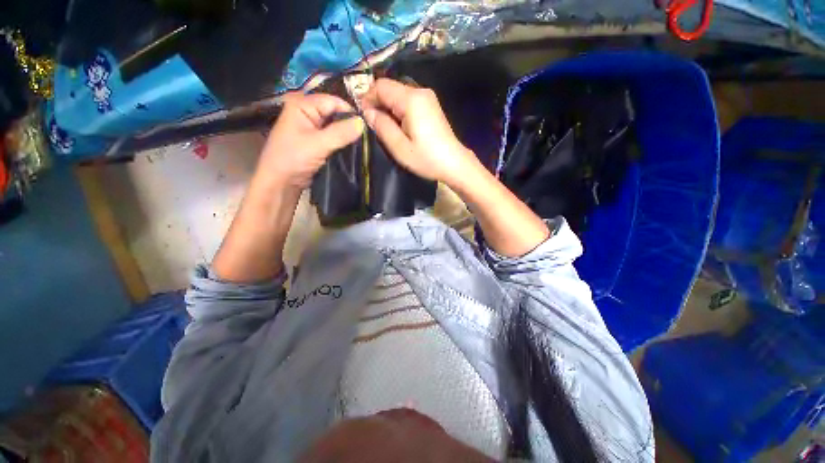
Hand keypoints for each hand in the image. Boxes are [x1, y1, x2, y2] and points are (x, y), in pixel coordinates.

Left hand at [257, 92, 364, 190]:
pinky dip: (343, 144)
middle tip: (367, 137)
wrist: (281, 183)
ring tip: (362, 144)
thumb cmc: (293, 159)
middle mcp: (307, 113)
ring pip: (336, 127)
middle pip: (336, 113)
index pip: (333, 101)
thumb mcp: (318, 144)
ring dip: (348, 136)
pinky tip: (353, 150)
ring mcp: (312, 129)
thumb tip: (363, 122)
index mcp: (302, 105)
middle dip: (350, 125)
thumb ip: (341, 133)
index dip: (350, 112)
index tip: (366, 126)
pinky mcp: (317, 143)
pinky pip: (334, 139)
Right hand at [361, 79, 479, 184]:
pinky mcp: (431, 106)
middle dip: (378, 103)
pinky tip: (399, 127)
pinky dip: (399, 110)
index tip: (363, 117)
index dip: (368, 98)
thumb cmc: (427, 158)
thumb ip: (381, 126)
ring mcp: (427, 98)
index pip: (381, 86)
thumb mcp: (399, 147)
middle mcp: (420, 91)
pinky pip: (408, 101)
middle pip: (390, 88)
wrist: (454, 163)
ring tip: (386, 128)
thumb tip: (368, 112)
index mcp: (411, 99)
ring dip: (388, 108)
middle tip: (374, 125)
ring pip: (398, 94)